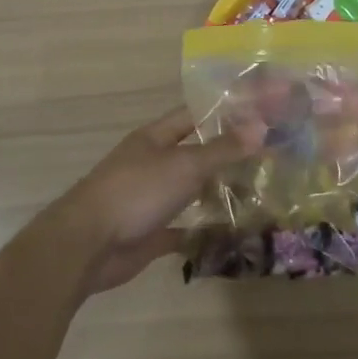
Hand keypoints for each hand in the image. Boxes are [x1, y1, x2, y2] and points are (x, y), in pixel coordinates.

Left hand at [55, 107, 244, 294]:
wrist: (89, 244)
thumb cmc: (136, 192)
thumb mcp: (184, 164)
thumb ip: (223, 149)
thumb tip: (261, 126)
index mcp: (155, 138)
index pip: (194, 116)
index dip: (223, 114)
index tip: (258, 116)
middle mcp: (152, 164)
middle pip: (195, 154)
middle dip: (227, 156)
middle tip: (268, 158)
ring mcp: (150, 199)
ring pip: (190, 190)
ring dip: (217, 192)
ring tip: (259, 193)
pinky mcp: (150, 233)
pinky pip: (183, 228)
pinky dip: (204, 230)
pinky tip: (233, 232)